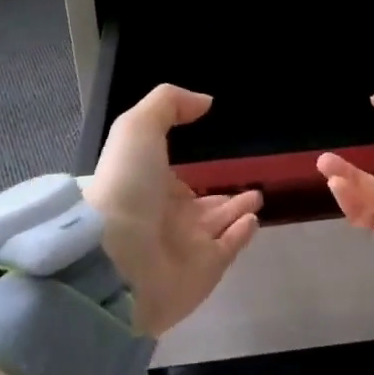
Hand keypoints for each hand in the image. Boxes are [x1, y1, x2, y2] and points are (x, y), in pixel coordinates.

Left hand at [83, 85, 261, 335]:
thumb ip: (169, 104)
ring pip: (219, 225)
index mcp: (149, 186)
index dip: (192, 171)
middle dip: (223, 195)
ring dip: (238, 210)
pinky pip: (228, 248)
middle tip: (249, 183)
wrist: (115, 258)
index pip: (176, 180)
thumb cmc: (126, 184)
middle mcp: (167, 218)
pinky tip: (255, 219)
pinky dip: (242, 234)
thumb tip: (205, 102)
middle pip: (202, 206)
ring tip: (258, 196)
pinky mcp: (204, 272)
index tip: (215, 157)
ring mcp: (186, 247)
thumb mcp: (138, 127)